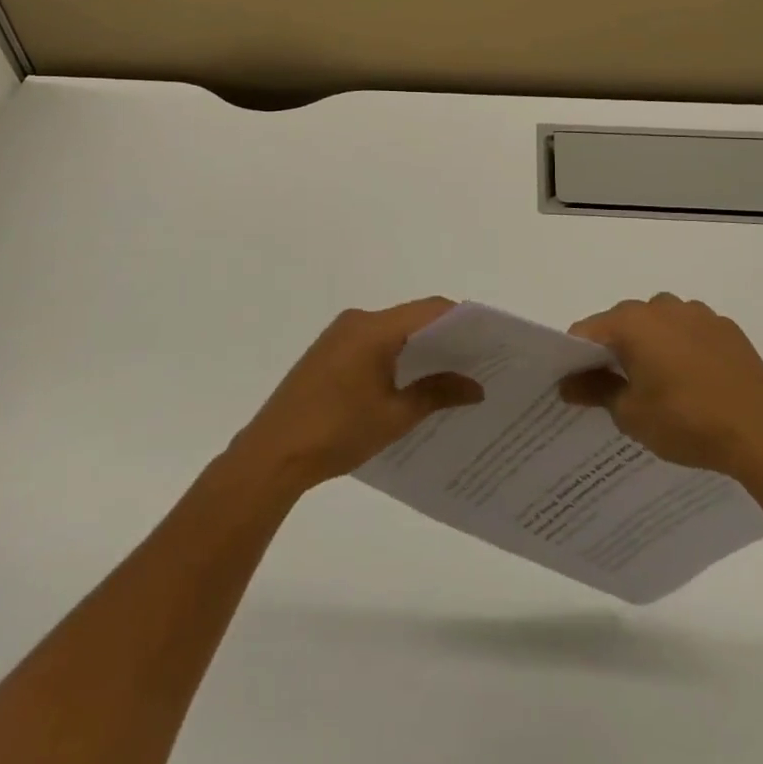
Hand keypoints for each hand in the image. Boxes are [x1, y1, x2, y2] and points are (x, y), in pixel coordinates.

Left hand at [230, 298, 483, 493]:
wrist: (273, 453)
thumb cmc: (337, 432)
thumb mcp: (394, 416)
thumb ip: (437, 394)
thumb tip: (476, 387)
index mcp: (374, 328)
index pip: (430, 310)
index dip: (463, 320)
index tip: (489, 339)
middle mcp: (357, 320)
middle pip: (411, 317)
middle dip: (444, 336)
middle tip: (477, 360)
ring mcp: (338, 334)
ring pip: (391, 330)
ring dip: (419, 347)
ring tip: (450, 374)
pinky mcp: (328, 352)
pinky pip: (372, 342)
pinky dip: (395, 354)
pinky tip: (410, 382)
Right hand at [559, 293, 762, 488]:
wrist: (762, 433)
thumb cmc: (686, 421)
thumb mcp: (630, 414)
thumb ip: (594, 391)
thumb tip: (566, 384)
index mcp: (631, 322)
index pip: (586, 331)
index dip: (575, 357)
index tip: (577, 385)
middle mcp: (662, 306)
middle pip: (622, 323)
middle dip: (615, 350)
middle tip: (617, 388)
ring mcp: (698, 314)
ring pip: (659, 324)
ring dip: (651, 345)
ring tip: (660, 385)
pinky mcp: (726, 328)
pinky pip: (690, 332)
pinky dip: (683, 348)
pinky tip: (694, 381)